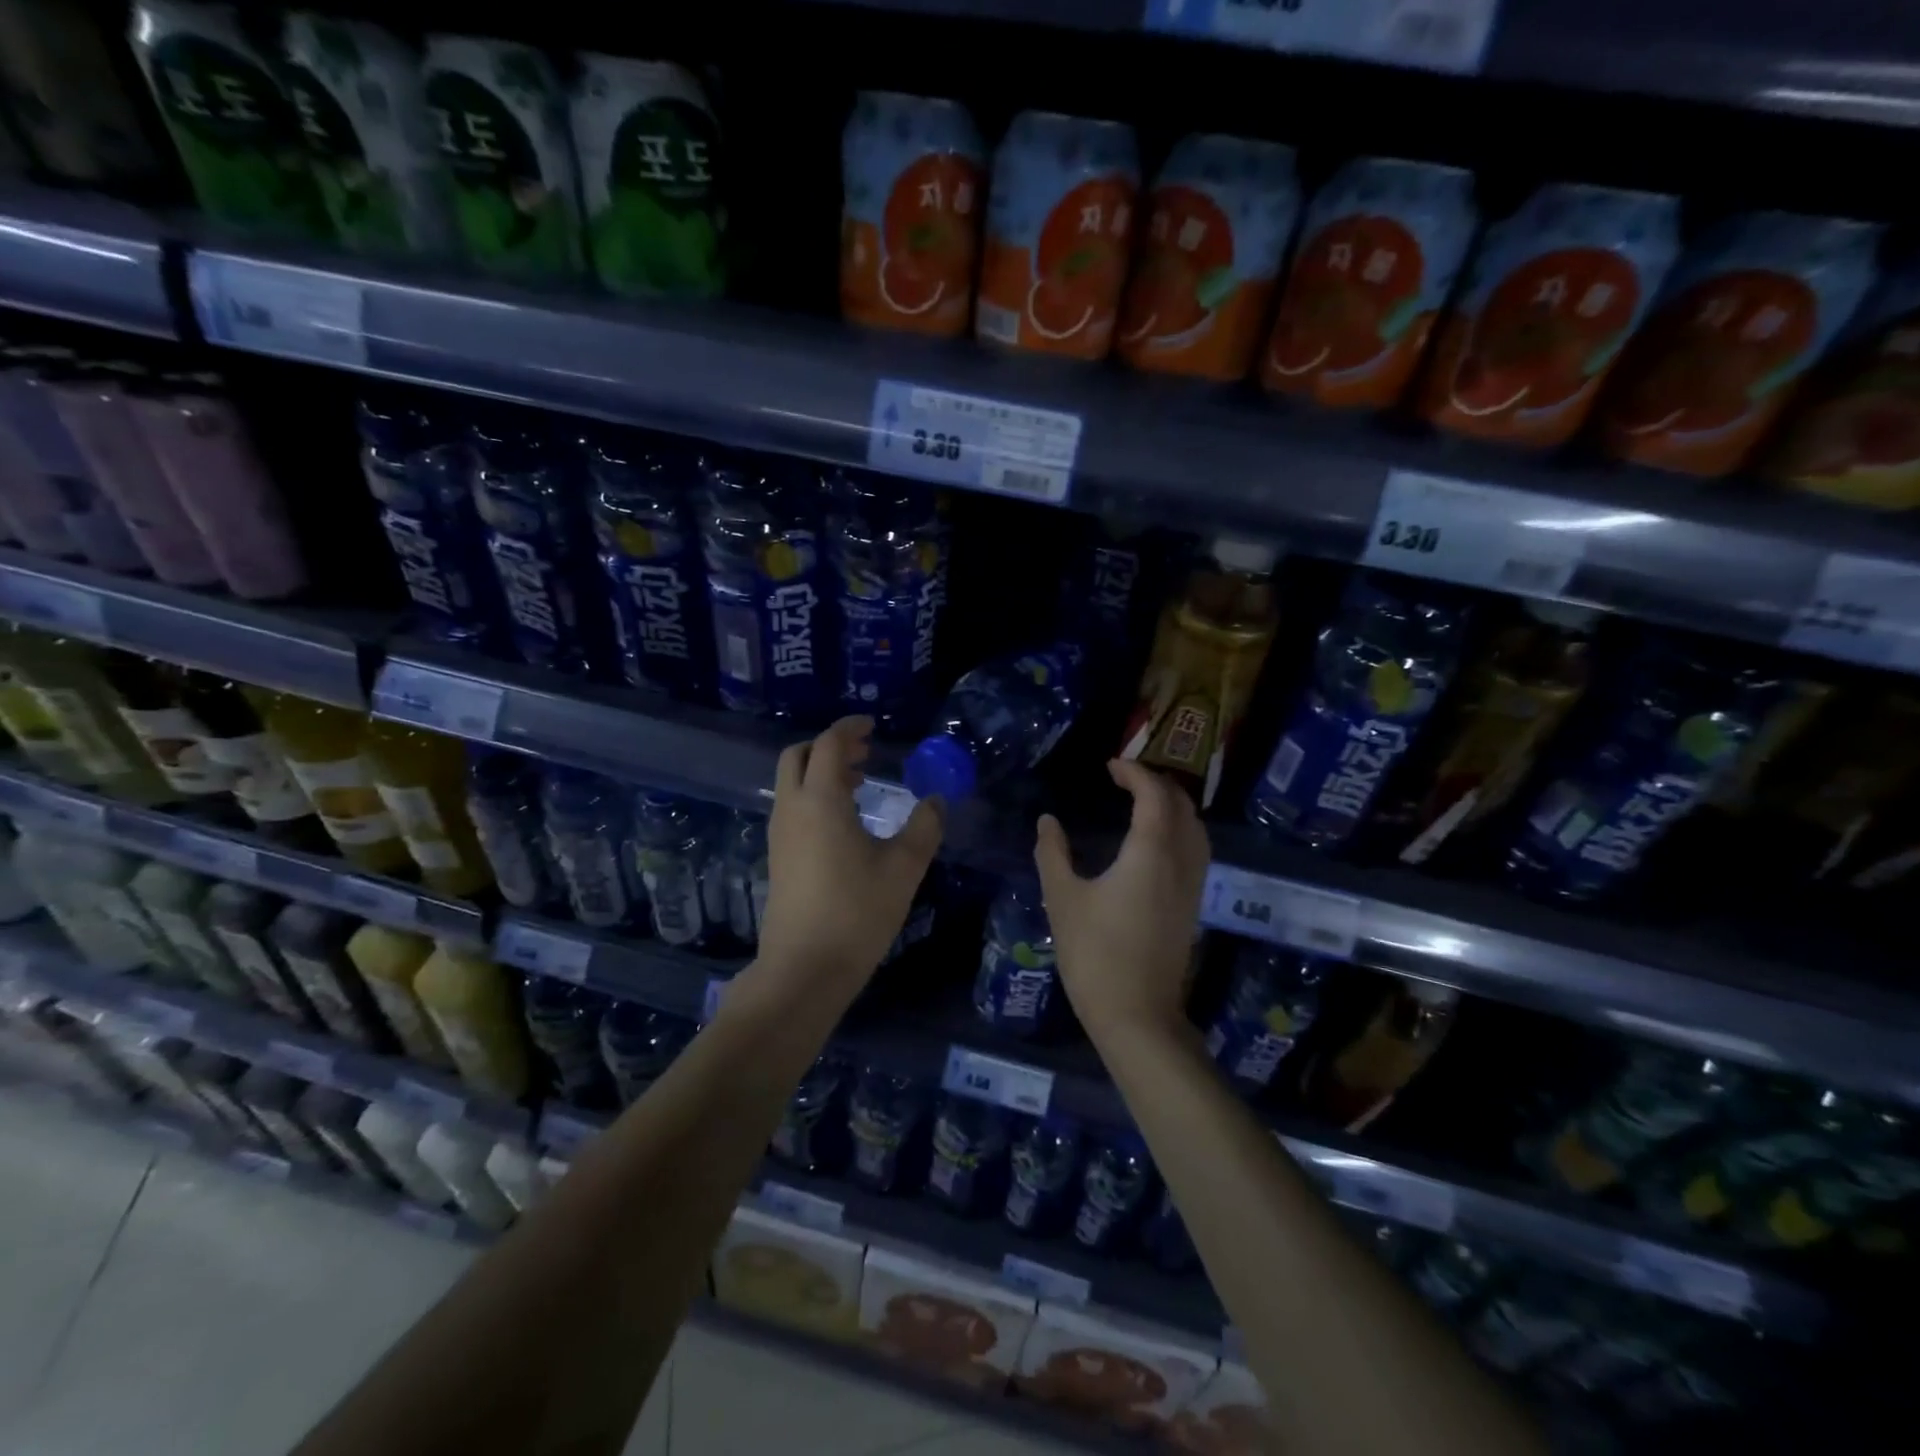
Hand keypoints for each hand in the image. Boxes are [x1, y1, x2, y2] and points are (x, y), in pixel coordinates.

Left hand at [756, 716, 944, 1007]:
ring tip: (860, 784)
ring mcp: (780, 834)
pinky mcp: (778, 857)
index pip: (828, 744)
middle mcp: (792, 809)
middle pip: (798, 756)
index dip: (849, 728)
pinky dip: (814, 796)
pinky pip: (792, 807)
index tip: (872, 726)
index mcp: (820, 800)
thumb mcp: (903, 868)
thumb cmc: (857, 913)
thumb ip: (924, 827)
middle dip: (829, 746)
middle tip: (864, 753)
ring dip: (821, 772)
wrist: (803, 969)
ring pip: (793, 783)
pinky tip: (845, 822)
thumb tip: (936, 801)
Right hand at [1034, 760, 1209, 1043]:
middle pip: (1182, 805)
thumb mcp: (1062, 899)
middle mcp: (1181, 861)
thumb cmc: (1095, 954)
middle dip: (1156, 783)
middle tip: (1124, 779)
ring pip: (1195, 827)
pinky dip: (1180, 829)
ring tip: (1141, 802)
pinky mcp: (1193, 905)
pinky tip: (1155, 842)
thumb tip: (1047, 821)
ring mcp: (1192, 885)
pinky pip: (1196, 849)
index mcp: (1151, 852)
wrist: (1137, 1015)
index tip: (1110, 766)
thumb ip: (1053, 853)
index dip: (1134, 772)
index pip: (1154, 794)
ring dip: (1172, 805)